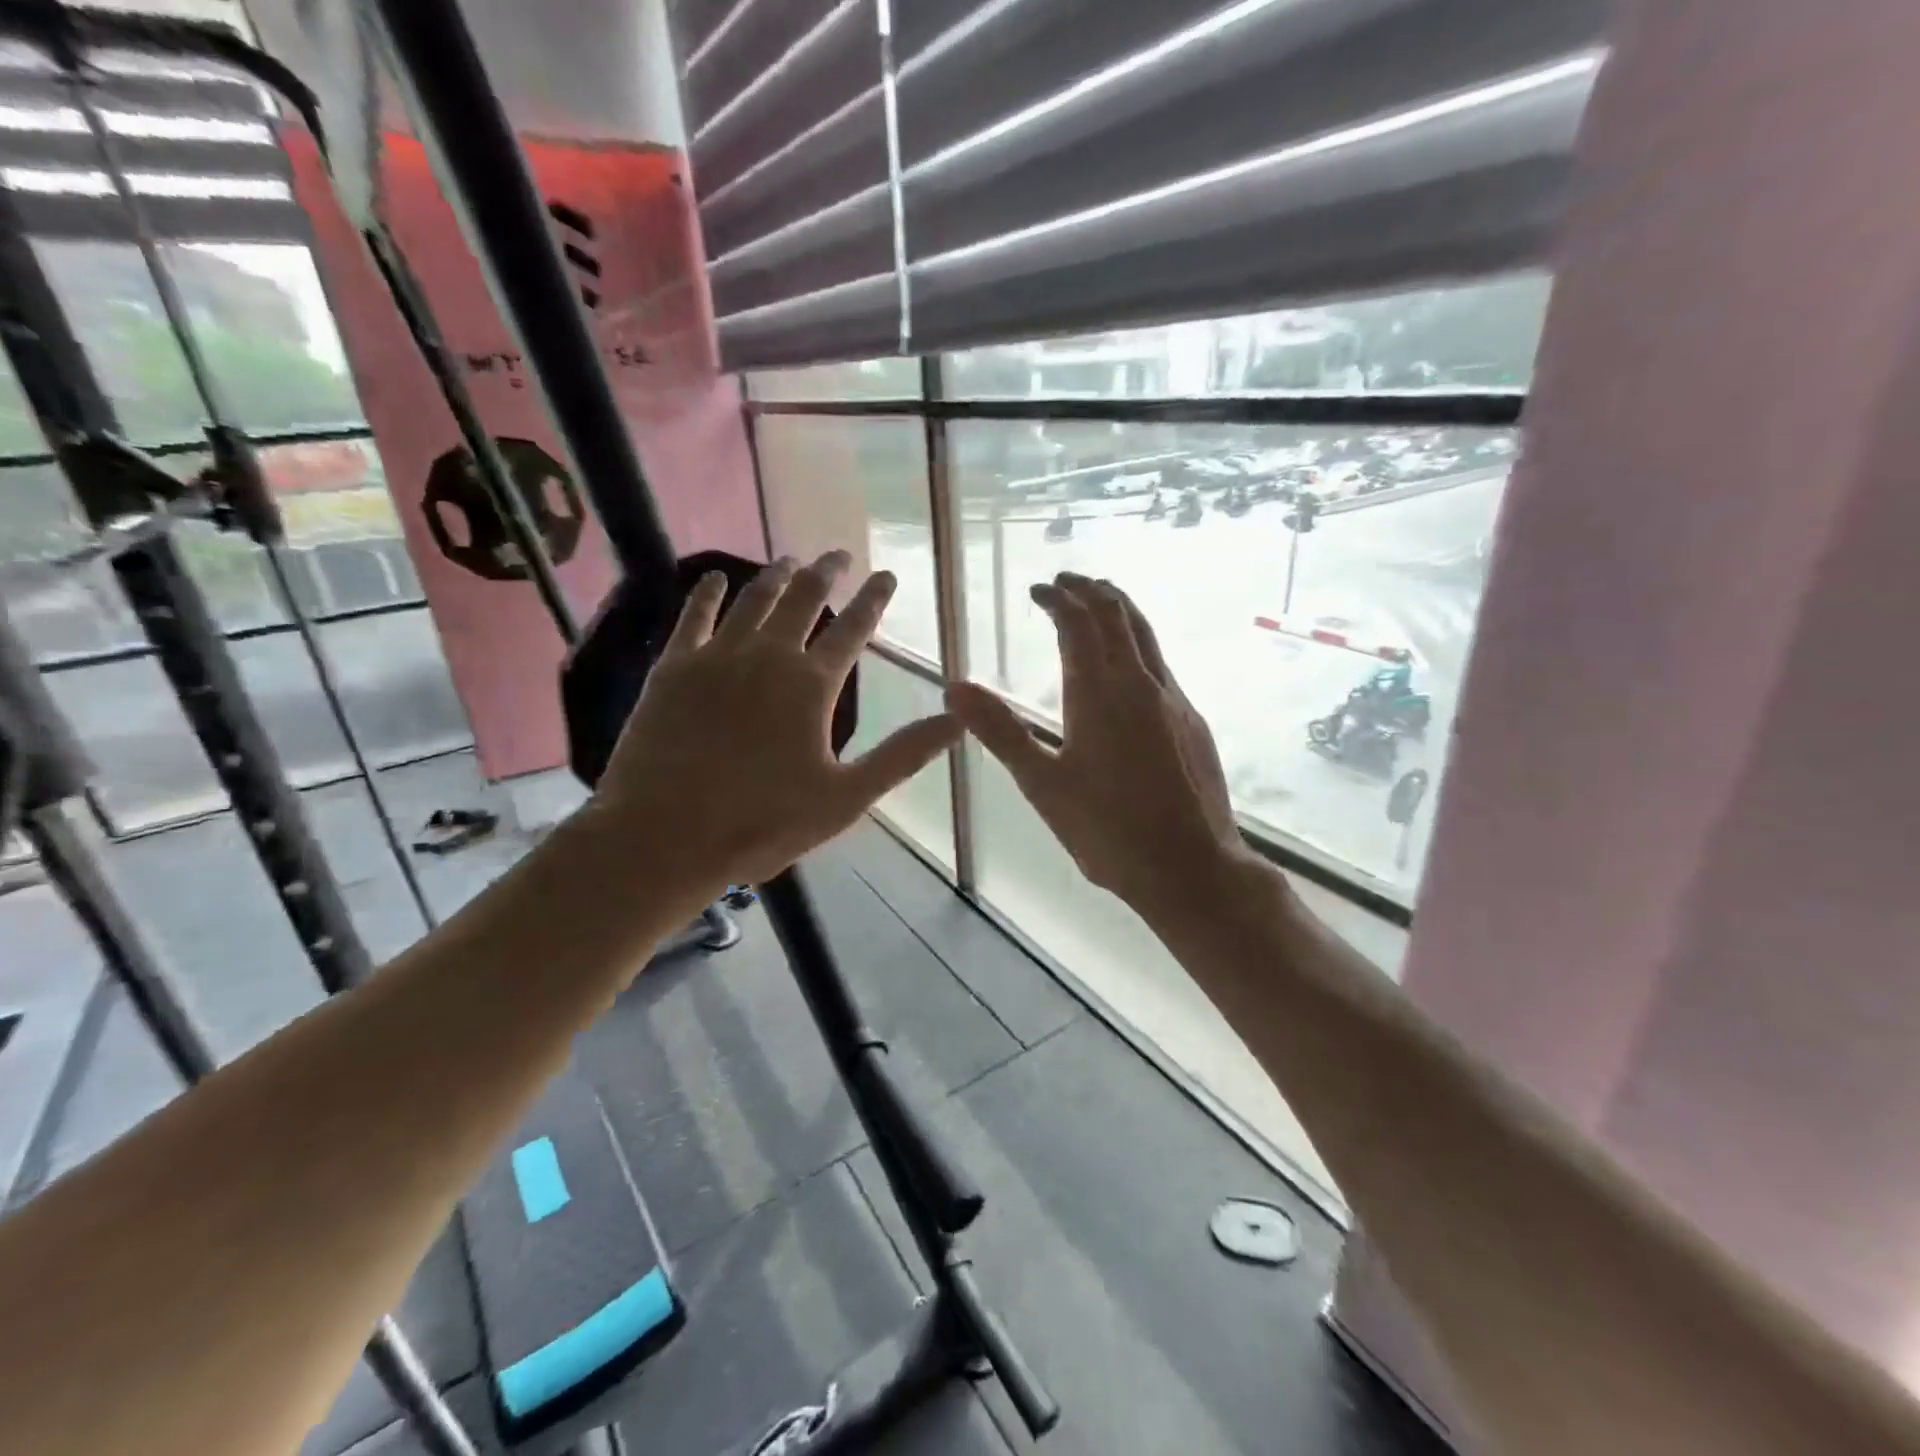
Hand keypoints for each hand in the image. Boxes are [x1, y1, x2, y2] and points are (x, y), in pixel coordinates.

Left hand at [590, 551, 957, 899]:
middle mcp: (768, 656)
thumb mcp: (846, 798)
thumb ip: (902, 755)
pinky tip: (713, 578)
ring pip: (754, 600)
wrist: (664, 835)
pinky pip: (693, 616)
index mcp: (812, 686)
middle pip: (804, 600)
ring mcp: (716, 657)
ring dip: (776, 575)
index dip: (873, 600)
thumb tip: (957, 720)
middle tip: (838, 555)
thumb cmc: (762, 822)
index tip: (887, 575)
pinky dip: (707, 593)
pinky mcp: (673, 668)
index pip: (853, 629)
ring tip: (790, 559)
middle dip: (826, 573)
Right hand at [947, 574, 1255, 920]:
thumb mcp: (1042, 784)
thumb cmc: (1108, 831)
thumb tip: (955, 687)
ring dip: (1120, 610)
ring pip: (1147, 635)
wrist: (1191, 867)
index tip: (1040, 590)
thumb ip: (1000, 731)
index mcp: (1100, 693)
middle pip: (1118, 615)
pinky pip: (1161, 664)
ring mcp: (1174, 700)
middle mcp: (1141, 683)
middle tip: (1067, 582)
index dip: (1059, 598)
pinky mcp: (1193, 722)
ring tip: (1100, 602)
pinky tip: (1130, 667)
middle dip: (1091, 591)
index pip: (1079, 623)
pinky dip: (1138, 643)